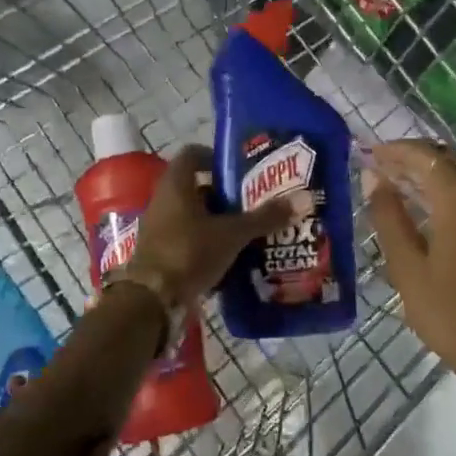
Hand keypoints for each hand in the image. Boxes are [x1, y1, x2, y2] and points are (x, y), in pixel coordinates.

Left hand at [123, 145, 307, 312]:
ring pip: (194, 215)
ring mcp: (160, 228)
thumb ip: (266, 217)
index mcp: (176, 185)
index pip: (193, 154)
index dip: (216, 157)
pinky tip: (233, 254)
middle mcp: (164, 200)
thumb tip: (305, 198)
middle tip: (255, 200)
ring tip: (250, 228)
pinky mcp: (162, 253)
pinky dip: (209, 242)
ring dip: (218, 220)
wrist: (151, 301)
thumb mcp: (232, 234)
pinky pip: (190, 239)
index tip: (242, 170)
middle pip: (197, 187)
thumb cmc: (188, 253)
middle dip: (226, 193)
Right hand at [366, 140, 455, 390]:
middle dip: (424, 157)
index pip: (427, 157)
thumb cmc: (449, 314)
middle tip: (395, 167)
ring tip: (424, 185)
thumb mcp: (407, 267)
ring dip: (451, 172)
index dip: (398, 151)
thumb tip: (374, 179)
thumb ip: (389, 217)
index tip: (374, 153)